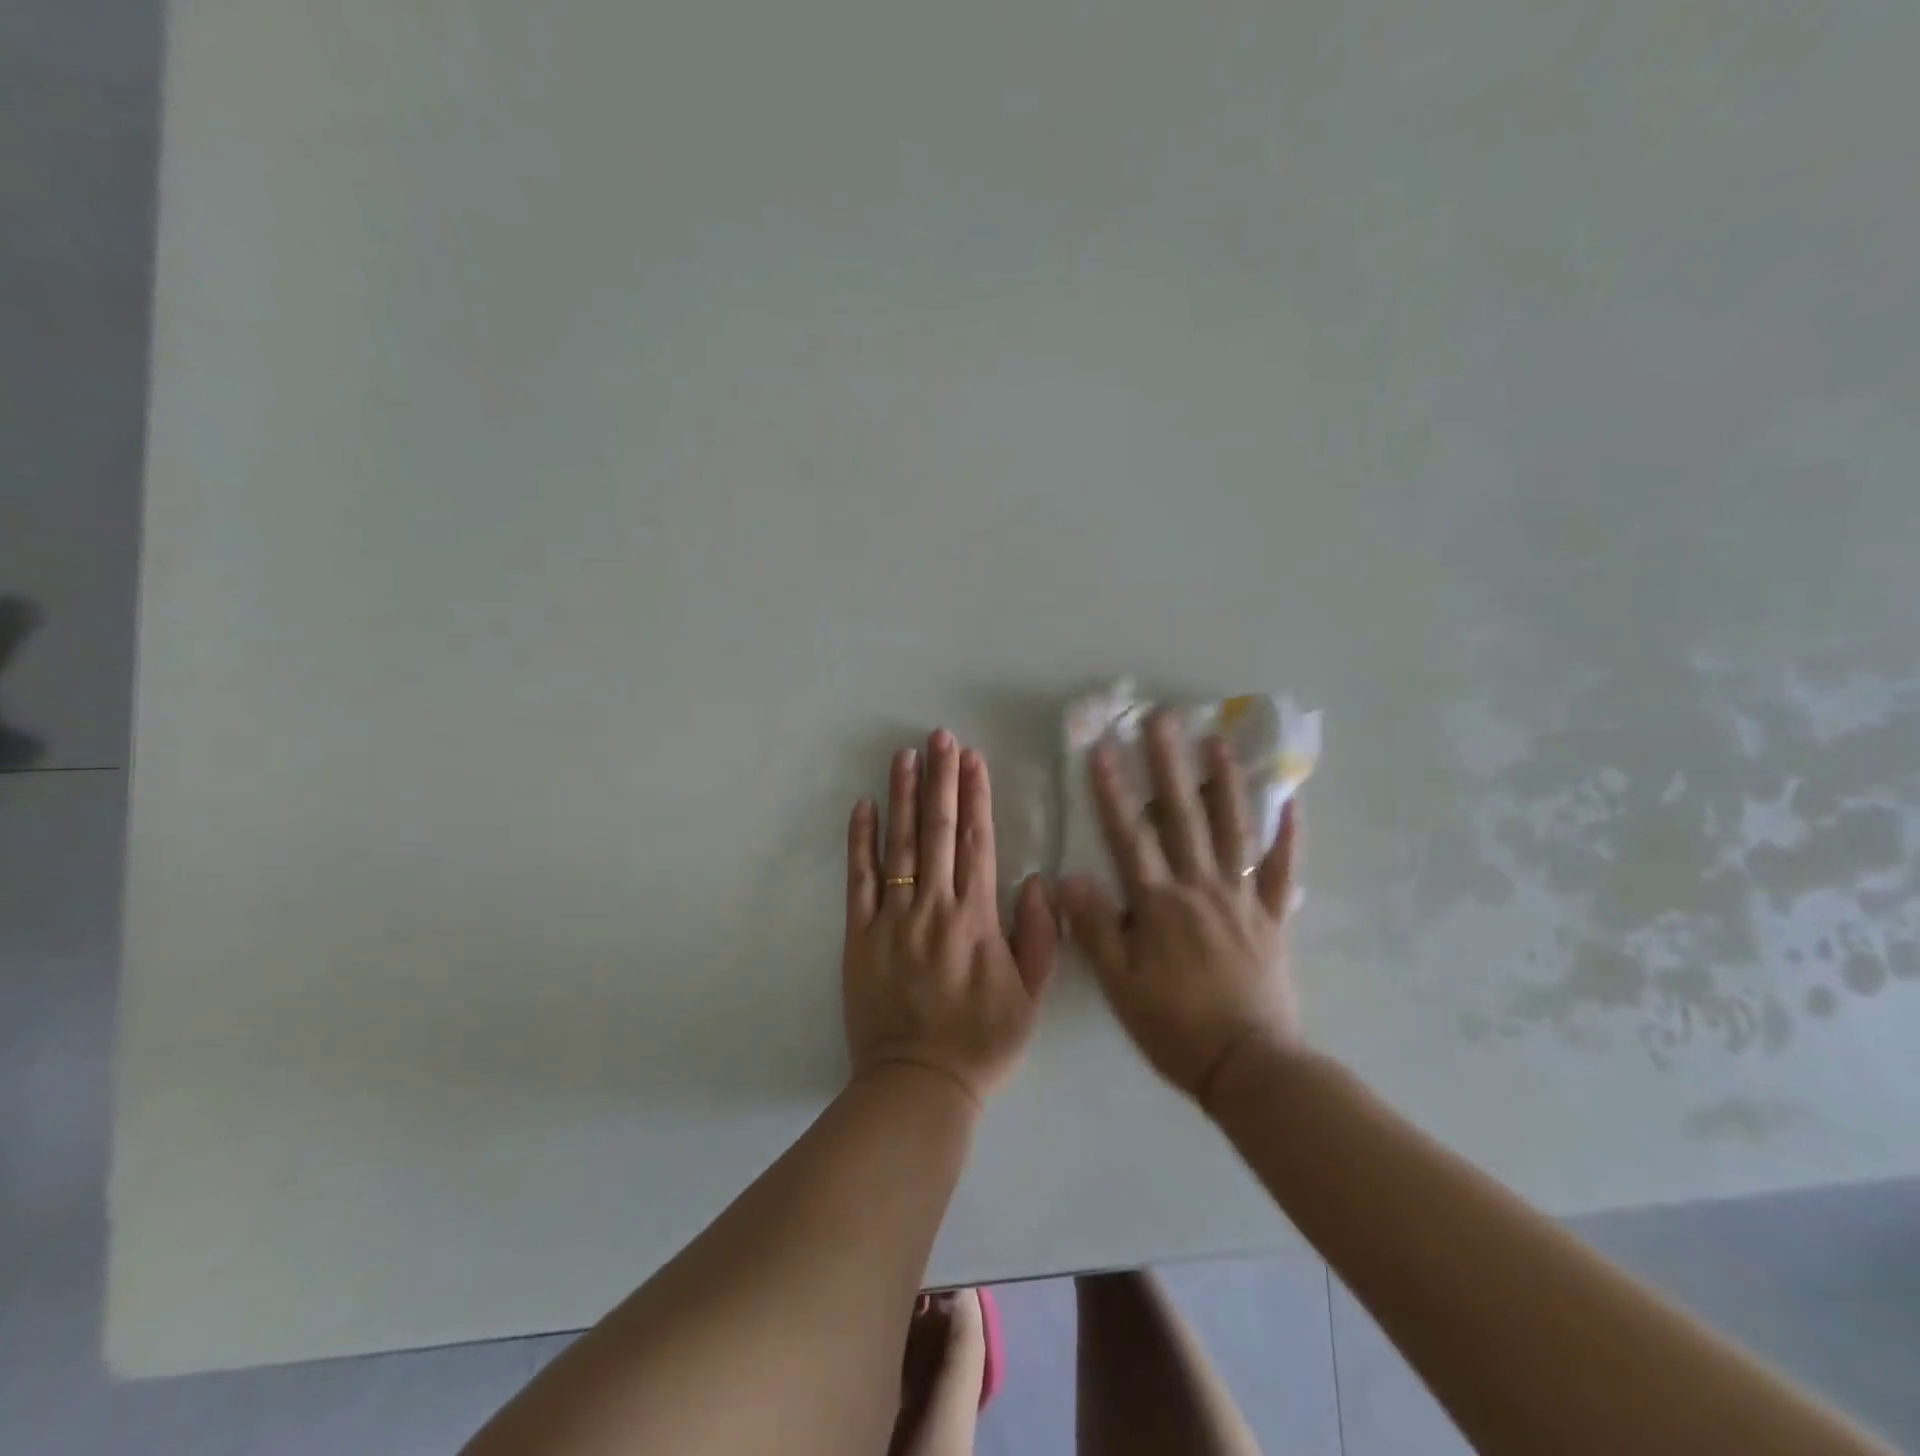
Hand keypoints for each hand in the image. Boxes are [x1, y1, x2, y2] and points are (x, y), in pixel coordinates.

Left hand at [843, 730, 1057, 1107]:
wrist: (918, 1084)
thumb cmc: (981, 1043)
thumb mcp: (1030, 998)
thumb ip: (1039, 938)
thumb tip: (1036, 881)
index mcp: (976, 919)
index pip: (976, 842)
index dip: (975, 796)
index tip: (972, 759)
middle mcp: (934, 908)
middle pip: (937, 831)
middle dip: (940, 779)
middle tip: (939, 737)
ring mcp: (892, 919)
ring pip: (898, 846)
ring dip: (902, 796)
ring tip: (905, 755)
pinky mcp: (859, 936)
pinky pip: (858, 881)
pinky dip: (859, 841)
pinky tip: (863, 806)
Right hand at [1058, 712, 1302, 1102]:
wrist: (1249, 1066)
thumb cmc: (1175, 1026)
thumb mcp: (1120, 984)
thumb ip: (1096, 927)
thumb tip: (1069, 876)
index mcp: (1160, 904)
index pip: (1130, 836)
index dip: (1113, 791)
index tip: (1102, 749)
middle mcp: (1201, 888)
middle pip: (1183, 817)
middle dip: (1168, 766)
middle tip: (1163, 720)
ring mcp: (1243, 899)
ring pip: (1234, 830)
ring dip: (1225, 783)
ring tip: (1218, 741)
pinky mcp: (1273, 918)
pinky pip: (1283, 871)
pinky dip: (1289, 836)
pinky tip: (1291, 802)